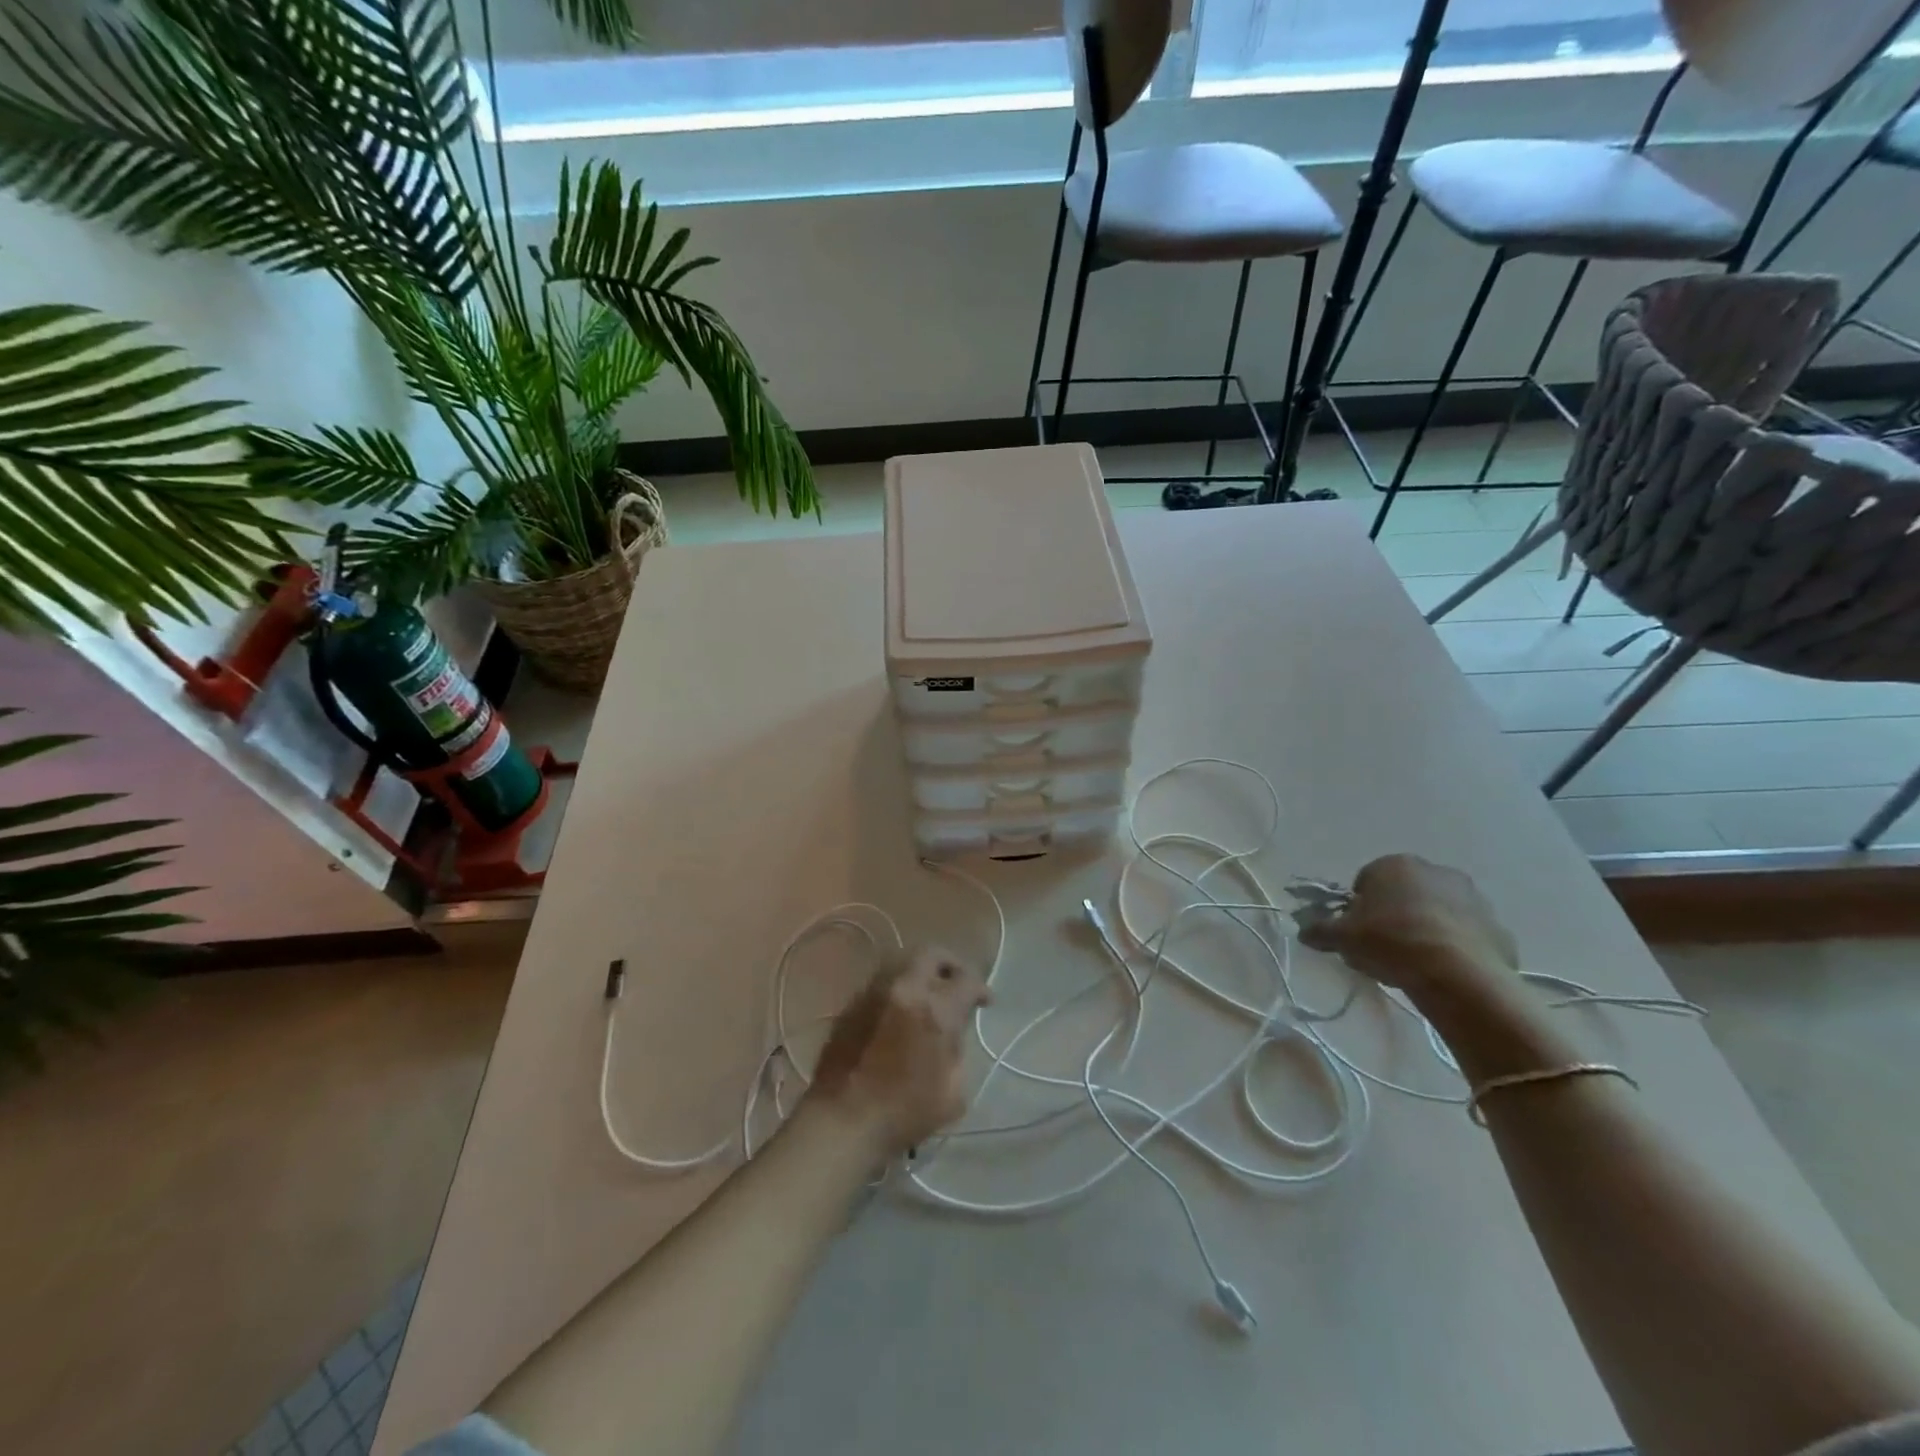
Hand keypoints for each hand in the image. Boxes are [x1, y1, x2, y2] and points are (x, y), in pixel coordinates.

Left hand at [808, 946, 989, 1154]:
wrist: (842, 1122)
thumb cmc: (904, 1113)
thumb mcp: (953, 1091)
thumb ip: (959, 1050)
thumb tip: (953, 1031)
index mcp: (935, 1010)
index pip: (967, 980)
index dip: (981, 988)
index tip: (985, 1002)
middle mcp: (905, 988)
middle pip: (932, 954)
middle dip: (951, 965)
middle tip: (956, 984)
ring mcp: (874, 991)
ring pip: (902, 960)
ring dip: (921, 970)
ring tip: (928, 992)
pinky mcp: (853, 1002)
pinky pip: (881, 980)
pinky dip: (898, 986)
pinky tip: (901, 1008)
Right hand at [1298, 854, 1517, 995]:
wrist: (1457, 974)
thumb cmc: (1391, 942)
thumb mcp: (1342, 938)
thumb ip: (1320, 930)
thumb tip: (1304, 931)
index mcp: (1394, 865)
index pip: (1367, 881)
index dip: (1359, 908)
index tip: (1358, 933)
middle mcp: (1435, 871)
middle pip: (1405, 893)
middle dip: (1395, 915)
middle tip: (1384, 947)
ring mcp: (1472, 898)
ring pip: (1438, 912)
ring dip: (1426, 928)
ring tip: (1415, 963)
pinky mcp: (1498, 927)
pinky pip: (1467, 935)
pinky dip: (1455, 947)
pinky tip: (1444, 971)